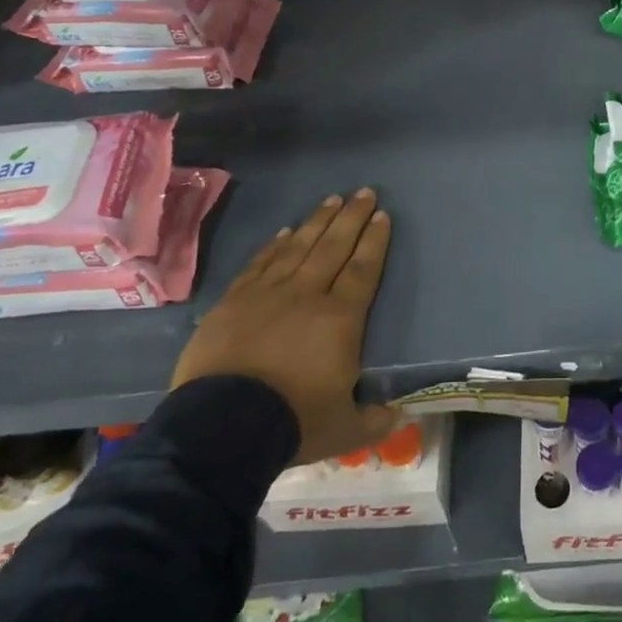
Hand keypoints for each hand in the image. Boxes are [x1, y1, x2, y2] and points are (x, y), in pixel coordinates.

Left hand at [172, 190, 398, 464]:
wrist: (222, 427)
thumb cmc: (293, 422)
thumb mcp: (344, 429)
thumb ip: (374, 420)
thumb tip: (399, 417)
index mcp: (341, 319)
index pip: (364, 269)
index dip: (375, 241)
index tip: (382, 215)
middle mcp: (307, 295)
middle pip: (334, 247)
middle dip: (351, 218)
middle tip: (364, 192)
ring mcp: (267, 294)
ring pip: (299, 247)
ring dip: (317, 221)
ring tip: (331, 200)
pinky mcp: (234, 302)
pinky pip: (260, 264)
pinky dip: (274, 246)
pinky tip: (285, 232)